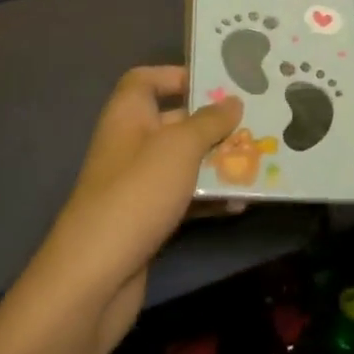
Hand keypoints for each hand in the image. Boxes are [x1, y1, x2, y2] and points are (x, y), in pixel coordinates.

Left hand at [36, 66, 241, 353]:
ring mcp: (138, 185)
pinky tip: (241, 203)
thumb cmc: (137, 194)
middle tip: (256, 121)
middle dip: (214, 123)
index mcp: (128, 116)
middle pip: (174, 121)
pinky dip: (210, 198)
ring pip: (185, 162)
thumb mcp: (180, 147)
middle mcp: (131, 145)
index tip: (215, 83)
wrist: (94, 278)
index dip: (175, 75)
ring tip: (259, 161)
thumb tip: (233, 101)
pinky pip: (185, 198)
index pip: (144, 80)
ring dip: (219, 162)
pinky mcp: (147, 220)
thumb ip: (209, 121)